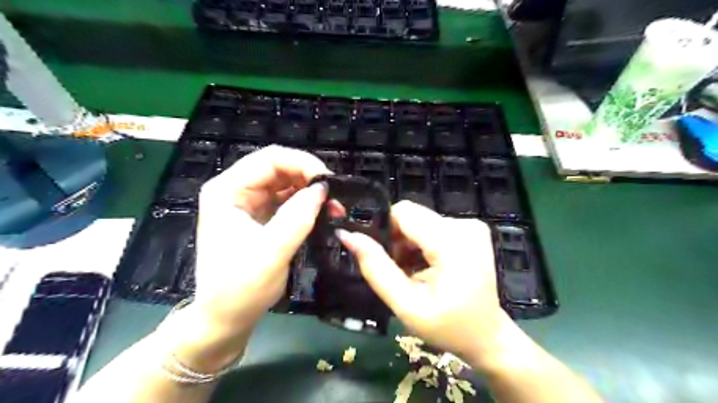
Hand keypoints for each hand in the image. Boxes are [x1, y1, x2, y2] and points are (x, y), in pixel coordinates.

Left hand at [195, 146, 330, 333]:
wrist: (227, 318)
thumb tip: (322, 188)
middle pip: (280, 168)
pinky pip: (290, 201)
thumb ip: (297, 218)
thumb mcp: (270, 252)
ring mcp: (250, 203)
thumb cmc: (240, 289)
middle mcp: (237, 190)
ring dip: (312, 192)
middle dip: (310, 178)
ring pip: (288, 183)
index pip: (269, 159)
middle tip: (335, 197)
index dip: (302, 163)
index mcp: (227, 190)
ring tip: (334, 208)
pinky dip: (308, 205)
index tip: (328, 182)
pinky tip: (324, 214)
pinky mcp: (263, 217)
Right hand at [338, 201, 508, 361]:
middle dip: (398, 240)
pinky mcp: (471, 229)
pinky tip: (427, 267)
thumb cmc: (448, 326)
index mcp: (452, 242)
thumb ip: (375, 268)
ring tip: (413, 272)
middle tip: (400, 271)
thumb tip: (348, 235)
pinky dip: (423, 244)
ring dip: (409, 243)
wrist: (487, 336)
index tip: (386, 259)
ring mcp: (471, 226)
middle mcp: (464, 225)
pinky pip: (433, 226)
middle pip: (412, 216)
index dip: (386, 231)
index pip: (403, 212)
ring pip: (420, 221)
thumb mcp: (406, 305)